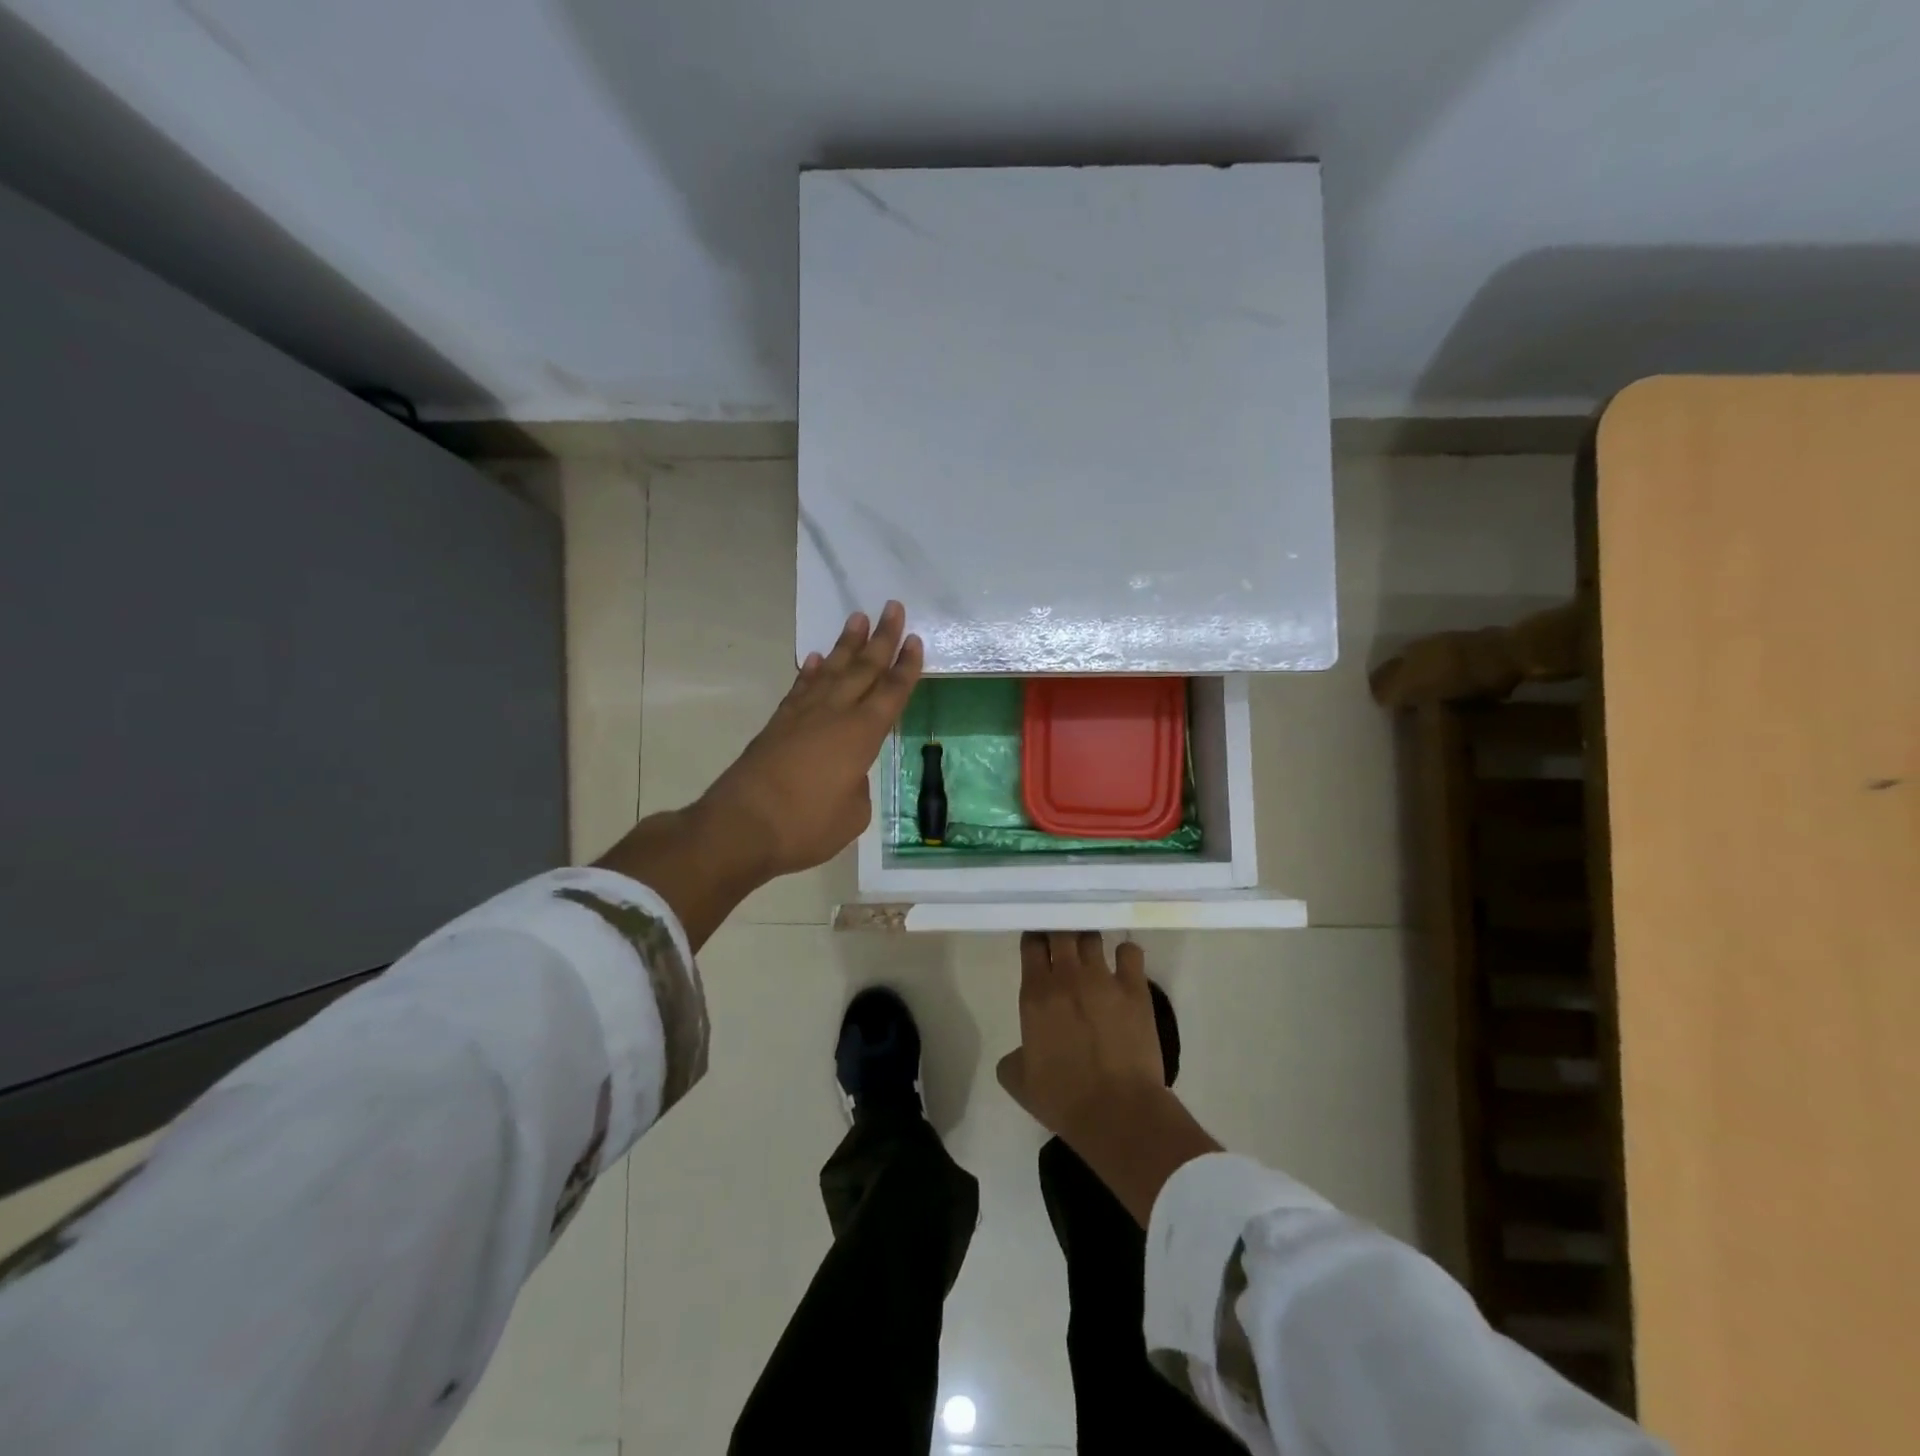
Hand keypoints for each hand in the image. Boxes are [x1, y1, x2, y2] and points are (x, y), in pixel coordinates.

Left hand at [699, 601, 922, 879]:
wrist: (741, 827)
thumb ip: (857, 788)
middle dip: (882, 638)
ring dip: (846, 644)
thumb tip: (847, 774)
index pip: (891, 693)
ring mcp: (802, 716)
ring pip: (831, 670)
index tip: (914, 640)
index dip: (905, 667)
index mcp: (861, 735)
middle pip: (864, 669)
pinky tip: (816, 659)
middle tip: (893, 607)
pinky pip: (800, 688)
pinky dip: (811, 672)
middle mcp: (834, 714)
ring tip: (858, 618)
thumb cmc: (806, 826)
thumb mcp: (852, 816)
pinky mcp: (778, 724)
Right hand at [996, 932, 1165, 1141]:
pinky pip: (1129, 952)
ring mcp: (1103, 979)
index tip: (1038, 945)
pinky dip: (1125, 953)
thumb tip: (1022, 1048)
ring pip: (1092, 937)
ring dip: (1088, 940)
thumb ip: (1013, 1055)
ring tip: (1091, 952)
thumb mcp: (1018, 1081)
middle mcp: (1067, 976)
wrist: (1117, 1112)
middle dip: (1060, 932)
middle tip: (1063, 944)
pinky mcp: (1135, 989)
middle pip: (1061, 931)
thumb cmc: (1063, 1099)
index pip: (1032, 944)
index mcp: (1035, 994)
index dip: (1035, 940)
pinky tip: (1123, 964)